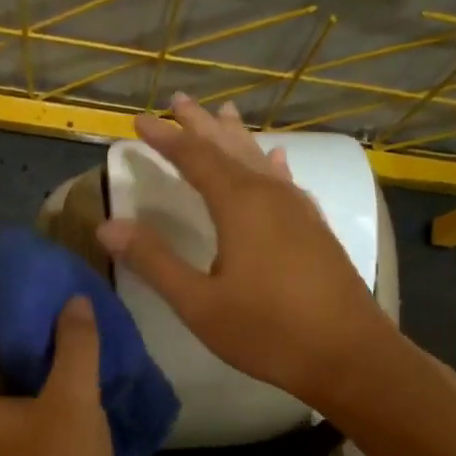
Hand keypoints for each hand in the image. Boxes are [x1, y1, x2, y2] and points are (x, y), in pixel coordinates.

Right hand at [95, 94, 391, 409]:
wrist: (348, 355)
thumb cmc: (267, 331)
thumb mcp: (199, 303)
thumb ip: (154, 262)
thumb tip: (108, 226)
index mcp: (239, 205)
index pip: (194, 158)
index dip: (165, 139)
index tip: (139, 121)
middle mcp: (270, 195)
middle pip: (229, 148)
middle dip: (200, 125)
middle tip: (178, 100)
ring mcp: (298, 210)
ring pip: (260, 159)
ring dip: (236, 137)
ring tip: (223, 114)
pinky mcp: (315, 228)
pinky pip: (286, 181)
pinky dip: (272, 164)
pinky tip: (276, 159)